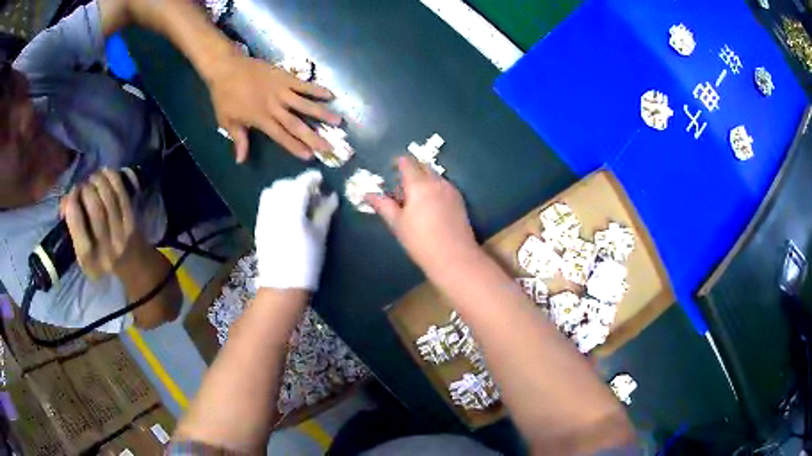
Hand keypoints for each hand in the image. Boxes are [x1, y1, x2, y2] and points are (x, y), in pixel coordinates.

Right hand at [62, 169, 146, 279]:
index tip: (71, 195)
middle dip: (86, 190)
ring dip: (98, 181)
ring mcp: (121, 236)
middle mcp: (106, 250)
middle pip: (95, 209)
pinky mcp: (132, 222)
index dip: (72, 205)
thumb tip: (65, 199)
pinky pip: (121, 193)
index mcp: (89, 261)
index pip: (78, 228)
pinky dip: (112, 178)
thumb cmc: (99, 257)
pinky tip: (105, 173)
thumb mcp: (81, 253)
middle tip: (83, 186)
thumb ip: (72, 228)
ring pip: (108, 198)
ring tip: (93, 179)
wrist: (132, 266)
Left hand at [205, 53, 342, 162]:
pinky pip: (303, 84)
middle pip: (297, 124)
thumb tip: (241, 161)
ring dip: (322, 113)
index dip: (295, 147)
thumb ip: (239, 140)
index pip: (281, 136)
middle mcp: (274, 107)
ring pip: (305, 104)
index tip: (309, 156)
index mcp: (261, 119)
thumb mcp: (227, 121)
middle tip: (330, 146)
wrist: (226, 68)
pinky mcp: (285, 76)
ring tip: (338, 121)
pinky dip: (316, 89)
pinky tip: (330, 94)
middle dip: (314, 137)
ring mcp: (281, 90)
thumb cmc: (225, 96)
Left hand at [255, 170, 338, 290]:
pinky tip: (287, 211)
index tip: (321, 179)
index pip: (301, 183)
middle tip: (312, 191)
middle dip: (298, 183)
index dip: (312, 178)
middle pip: (284, 184)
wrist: (283, 286)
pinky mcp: (259, 224)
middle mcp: (274, 208)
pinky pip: (266, 202)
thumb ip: (325, 212)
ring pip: (272, 191)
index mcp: (292, 210)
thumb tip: (331, 196)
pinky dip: (277, 198)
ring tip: (298, 199)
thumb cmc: (307, 262)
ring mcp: (263, 216)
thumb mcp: (320, 236)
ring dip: (285, 189)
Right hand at [366, 156, 479, 273]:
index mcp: (419, 184)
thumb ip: (383, 206)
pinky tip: (430, 206)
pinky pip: (444, 186)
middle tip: (401, 187)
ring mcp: (451, 190)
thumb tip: (368, 194)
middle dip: (412, 170)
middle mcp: (437, 182)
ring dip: (424, 179)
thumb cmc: (421, 241)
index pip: (408, 163)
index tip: (391, 169)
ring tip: (414, 199)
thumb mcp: (397, 224)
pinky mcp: (460, 201)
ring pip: (435, 176)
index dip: (398, 162)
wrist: (455, 257)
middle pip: (423, 166)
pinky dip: (434, 188)